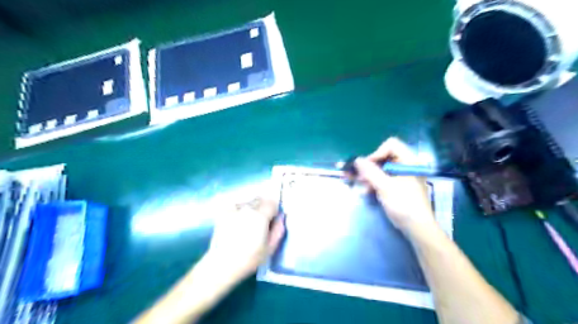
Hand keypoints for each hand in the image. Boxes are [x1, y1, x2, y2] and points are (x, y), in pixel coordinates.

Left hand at [207, 196, 285, 282]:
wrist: (222, 264)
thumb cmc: (249, 258)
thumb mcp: (270, 248)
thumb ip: (278, 230)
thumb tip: (281, 218)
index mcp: (260, 215)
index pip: (272, 203)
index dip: (274, 211)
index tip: (272, 220)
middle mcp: (247, 208)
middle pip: (260, 200)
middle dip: (263, 208)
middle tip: (260, 223)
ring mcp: (234, 208)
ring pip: (248, 202)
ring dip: (251, 209)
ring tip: (247, 224)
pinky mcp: (224, 212)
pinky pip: (237, 206)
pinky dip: (239, 211)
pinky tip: (237, 223)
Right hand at [350, 138, 435, 234]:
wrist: (417, 228)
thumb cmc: (403, 205)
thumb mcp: (385, 187)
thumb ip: (370, 172)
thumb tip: (357, 160)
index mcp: (409, 161)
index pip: (391, 145)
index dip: (376, 153)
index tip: (366, 166)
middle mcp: (407, 165)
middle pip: (385, 156)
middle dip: (370, 166)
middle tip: (358, 176)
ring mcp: (404, 175)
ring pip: (383, 168)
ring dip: (370, 175)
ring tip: (360, 185)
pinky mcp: (401, 185)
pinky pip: (385, 177)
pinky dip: (375, 182)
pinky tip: (366, 191)